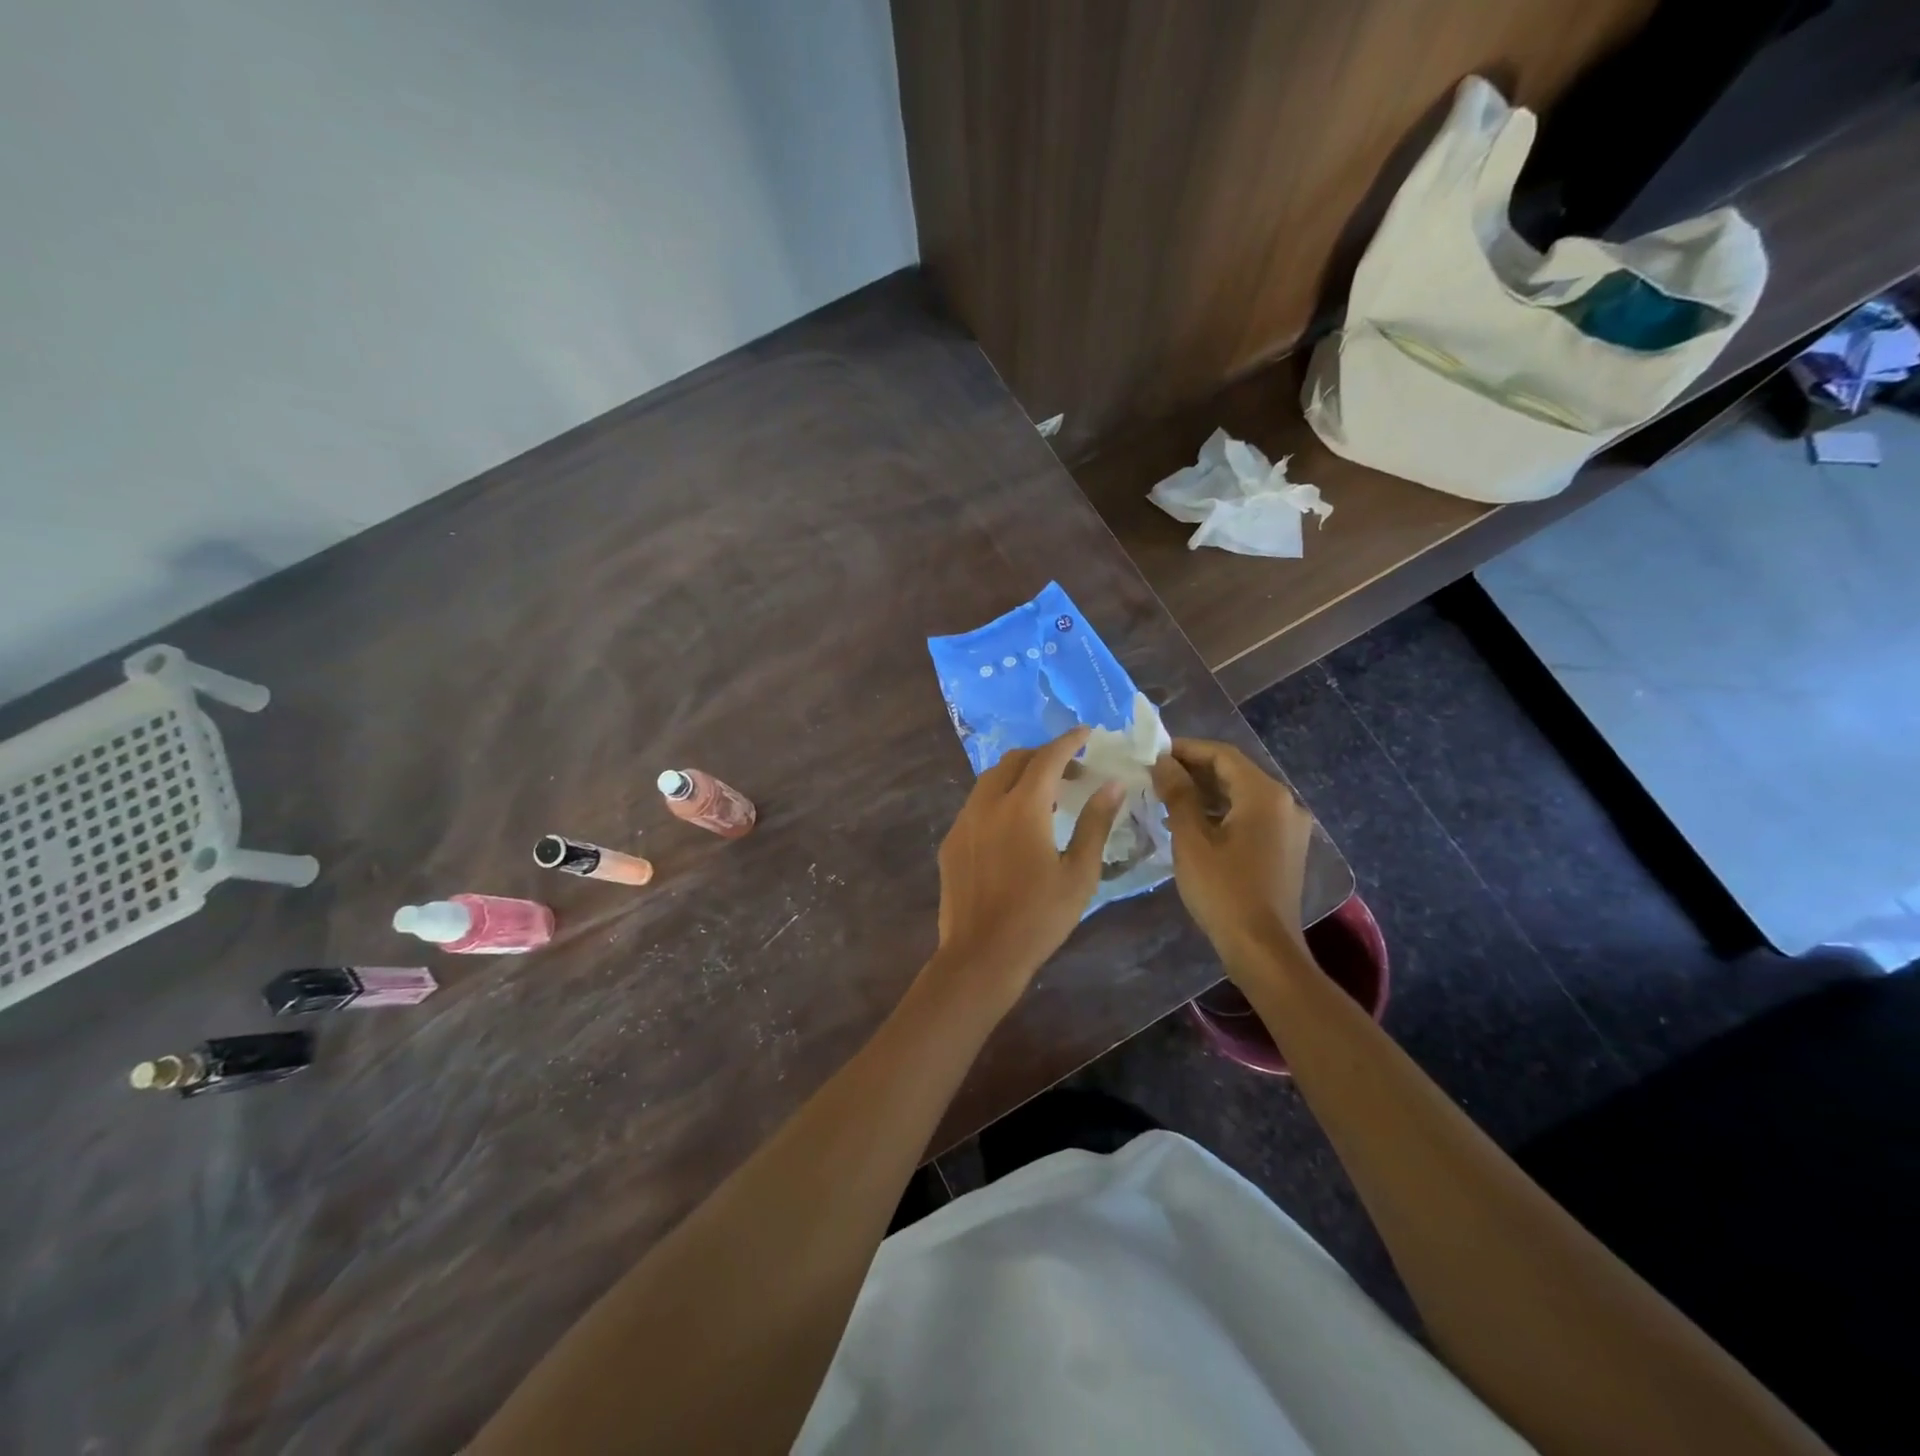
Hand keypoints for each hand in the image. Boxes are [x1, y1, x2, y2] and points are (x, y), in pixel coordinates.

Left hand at [931, 727, 1124, 1012]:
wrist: (981, 955)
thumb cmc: (1039, 917)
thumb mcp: (1079, 872)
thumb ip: (1095, 823)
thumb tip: (1113, 785)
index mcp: (1022, 807)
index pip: (1047, 758)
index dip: (1069, 741)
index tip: (1086, 733)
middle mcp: (987, 804)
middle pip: (1014, 761)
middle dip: (1044, 757)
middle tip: (1072, 774)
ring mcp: (964, 822)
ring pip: (990, 780)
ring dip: (1019, 776)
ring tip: (1045, 798)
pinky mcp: (952, 842)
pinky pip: (976, 804)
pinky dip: (999, 798)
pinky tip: (1014, 826)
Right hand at [1151, 738, 1315, 964]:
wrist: (1262, 948)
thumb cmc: (1223, 890)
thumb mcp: (1191, 839)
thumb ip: (1177, 793)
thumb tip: (1162, 761)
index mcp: (1265, 794)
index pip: (1222, 755)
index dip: (1185, 749)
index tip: (1152, 753)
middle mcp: (1285, 802)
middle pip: (1234, 772)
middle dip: (1194, 770)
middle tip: (1155, 774)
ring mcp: (1289, 826)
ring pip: (1242, 794)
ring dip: (1206, 791)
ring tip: (1166, 797)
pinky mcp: (1285, 847)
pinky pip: (1250, 815)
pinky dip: (1221, 812)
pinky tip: (1191, 822)